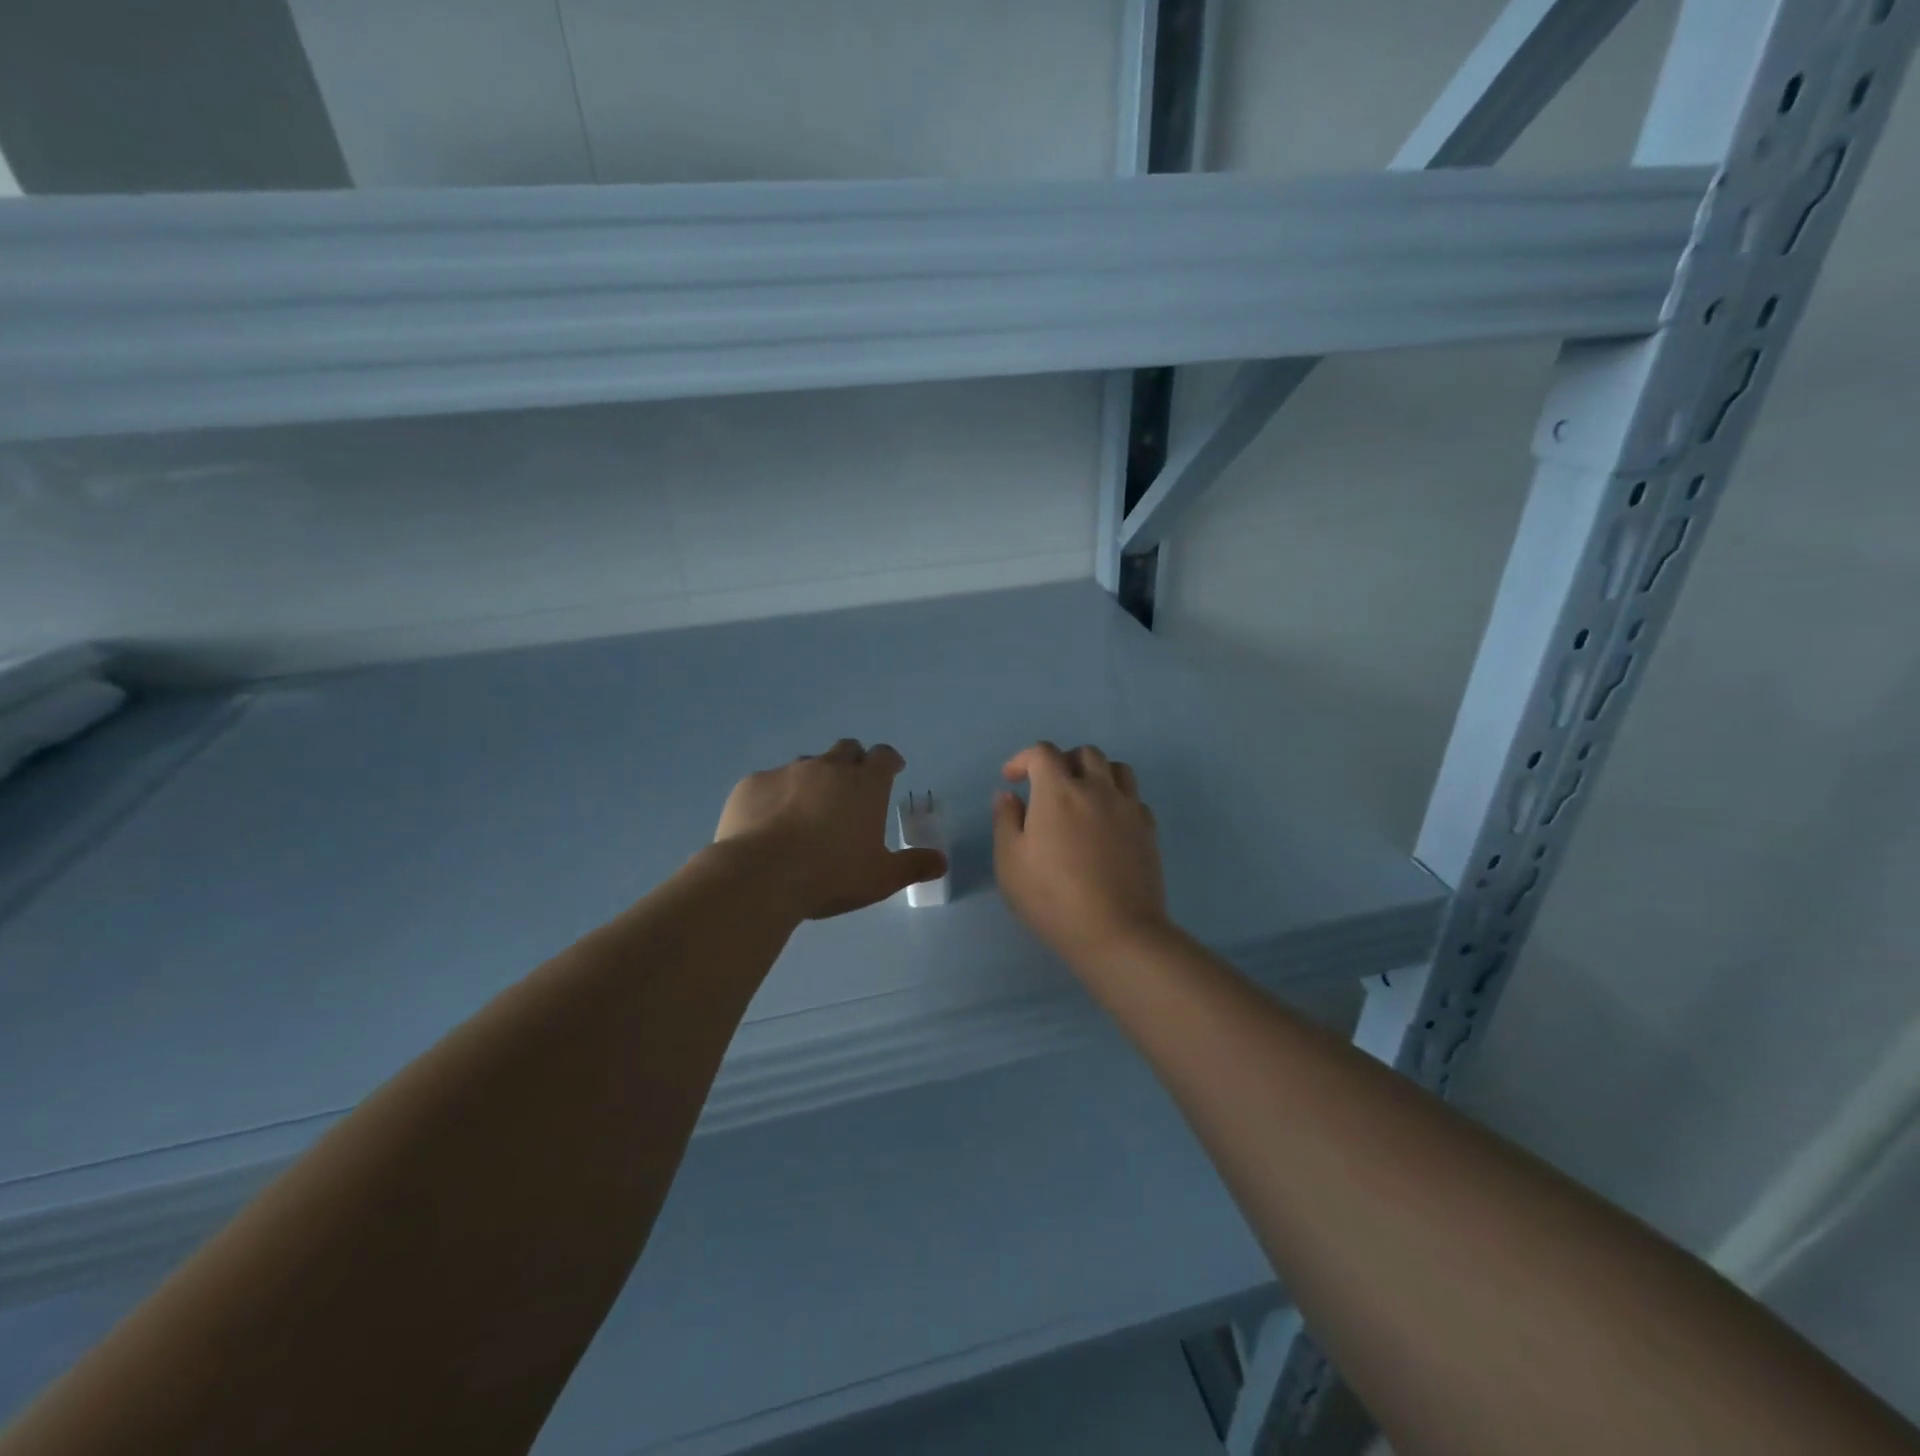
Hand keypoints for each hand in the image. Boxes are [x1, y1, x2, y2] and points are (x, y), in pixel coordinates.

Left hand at [715, 738, 947, 920]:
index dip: (889, 762)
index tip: (891, 771)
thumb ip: (913, 866)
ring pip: (806, 764)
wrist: (760, 876)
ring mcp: (787, 772)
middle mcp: (828, 767)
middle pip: (846, 749)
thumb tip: (941, 862)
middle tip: (851, 790)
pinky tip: (769, 823)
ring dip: (813, 779)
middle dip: (852, 763)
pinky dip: (775, 796)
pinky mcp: (752, 784)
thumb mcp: (881, 878)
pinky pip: (769, 783)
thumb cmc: (831, 875)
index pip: (884, 756)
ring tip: (808, 811)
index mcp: (865, 784)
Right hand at [993, 741, 1169, 968]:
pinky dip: (1117, 799)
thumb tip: (1009, 795)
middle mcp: (1096, 789)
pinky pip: (1134, 798)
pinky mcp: (1148, 830)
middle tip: (1047, 788)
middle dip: (1062, 762)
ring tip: (1082, 798)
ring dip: (1095, 774)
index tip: (1012, 780)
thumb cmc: (1053, 898)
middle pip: (1084, 753)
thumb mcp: (1010, 862)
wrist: (1117, 932)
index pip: (1043, 752)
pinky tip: (1107, 824)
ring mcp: (1127, 808)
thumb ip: (1006, 821)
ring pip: (1116, 769)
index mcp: (1058, 792)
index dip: (1023, 759)